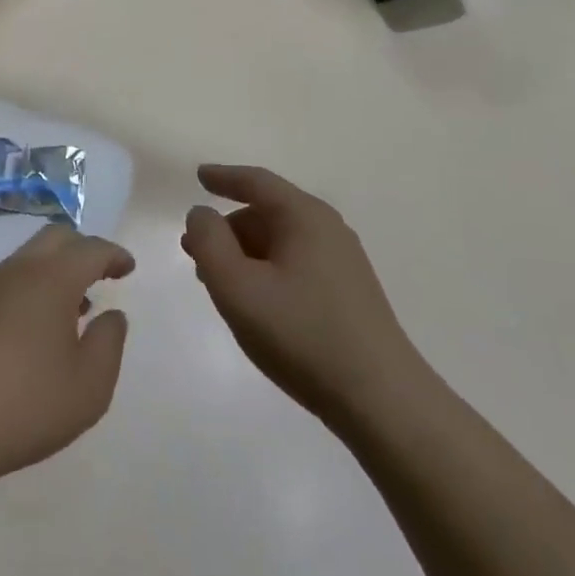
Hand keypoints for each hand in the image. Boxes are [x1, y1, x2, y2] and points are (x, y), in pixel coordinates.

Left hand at [0, 225, 132, 485]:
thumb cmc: (25, 404)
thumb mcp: (89, 386)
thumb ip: (109, 343)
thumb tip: (112, 315)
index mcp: (52, 279)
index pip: (90, 249)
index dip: (113, 254)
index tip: (128, 268)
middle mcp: (18, 271)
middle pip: (55, 239)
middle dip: (82, 250)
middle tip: (101, 275)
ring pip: (28, 259)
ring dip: (55, 271)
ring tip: (73, 308)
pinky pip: (8, 282)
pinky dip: (31, 289)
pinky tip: (35, 328)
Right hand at [182, 164, 418, 430]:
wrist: (380, 399)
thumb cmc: (301, 334)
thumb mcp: (237, 287)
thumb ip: (208, 242)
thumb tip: (201, 214)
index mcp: (304, 217)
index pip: (257, 182)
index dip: (223, 177)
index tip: (199, 176)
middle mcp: (328, 229)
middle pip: (267, 212)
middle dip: (228, 228)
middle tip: (195, 251)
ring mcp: (342, 262)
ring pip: (280, 242)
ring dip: (244, 253)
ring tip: (218, 283)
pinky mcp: (347, 293)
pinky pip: (295, 264)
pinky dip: (265, 271)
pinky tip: (254, 302)